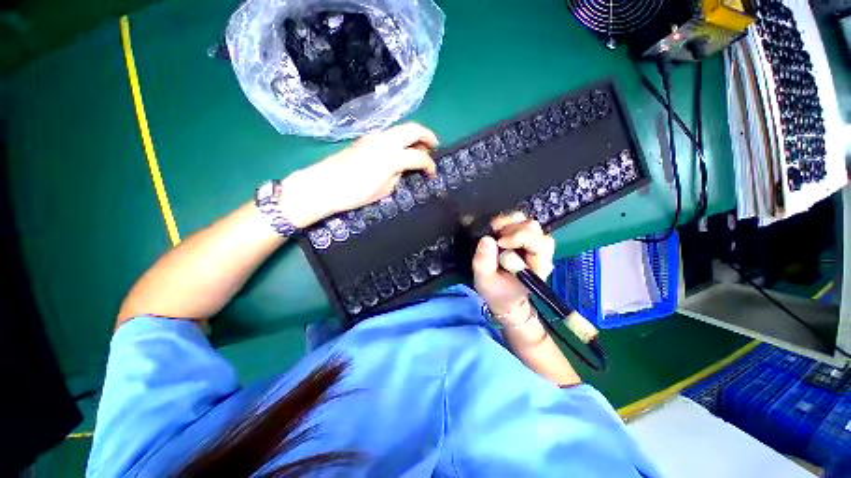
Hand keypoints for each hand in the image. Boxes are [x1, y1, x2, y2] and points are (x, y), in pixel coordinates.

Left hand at [280, 123, 437, 227]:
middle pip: (414, 129)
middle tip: (435, 147)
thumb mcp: (384, 190)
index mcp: (392, 156)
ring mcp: (374, 136)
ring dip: (414, 136)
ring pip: (401, 129)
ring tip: (419, 149)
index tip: (433, 173)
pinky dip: (401, 139)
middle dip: (428, 136)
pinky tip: (401, 151)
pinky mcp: (366, 139)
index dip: (430, 165)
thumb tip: (403, 169)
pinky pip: (390, 134)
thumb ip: (398, 176)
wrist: (324, 185)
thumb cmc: (355, 193)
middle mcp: (385, 140)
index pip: (419, 156)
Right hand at [472, 213, 554, 322]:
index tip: (499, 243)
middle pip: (535, 230)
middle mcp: (541, 253)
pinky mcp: (524, 239)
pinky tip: (496, 229)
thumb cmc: (497, 291)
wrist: (504, 296)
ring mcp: (533, 244)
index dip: (520, 237)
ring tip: (495, 232)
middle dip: (513, 230)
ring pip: (528, 223)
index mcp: (538, 267)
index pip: (539, 244)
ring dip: (510, 224)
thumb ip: (484, 263)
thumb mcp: (485, 281)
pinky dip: (507, 221)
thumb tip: (486, 239)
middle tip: (496, 238)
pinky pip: (520, 221)